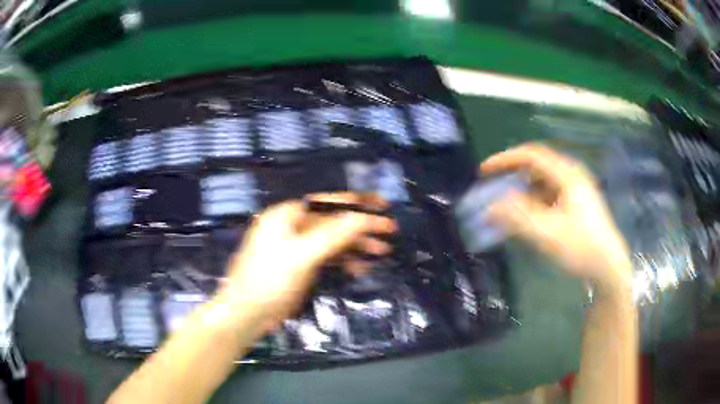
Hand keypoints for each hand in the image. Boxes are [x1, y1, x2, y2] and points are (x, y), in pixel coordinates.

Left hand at [222, 192, 395, 330]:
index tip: (382, 205)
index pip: (328, 203)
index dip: (356, 202)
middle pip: (333, 222)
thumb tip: (362, 217)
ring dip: (356, 246)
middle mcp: (292, 226)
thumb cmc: (269, 280)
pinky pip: (326, 257)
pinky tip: (360, 268)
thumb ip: (332, 235)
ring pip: (332, 241)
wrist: (247, 314)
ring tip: (382, 251)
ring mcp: (296, 247)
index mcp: (287, 215)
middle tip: (390, 231)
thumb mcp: (301, 256)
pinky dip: (343, 261)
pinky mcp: (300, 265)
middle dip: (361, 227)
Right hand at [481, 143, 630, 293]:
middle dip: (513, 174)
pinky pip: (550, 195)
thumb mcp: (548, 234)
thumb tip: (490, 208)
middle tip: (494, 185)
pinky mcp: (577, 204)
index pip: (531, 155)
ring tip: (508, 206)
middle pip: (537, 166)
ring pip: (543, 181)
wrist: (609, 267)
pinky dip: (535, 202)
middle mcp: (572, 176)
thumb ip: (517, 219)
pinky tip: (528, 218)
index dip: (505, 159)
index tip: (484, 171)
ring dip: (523, 190)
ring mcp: (576, 190)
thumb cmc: (581, 248)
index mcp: (567, 175)